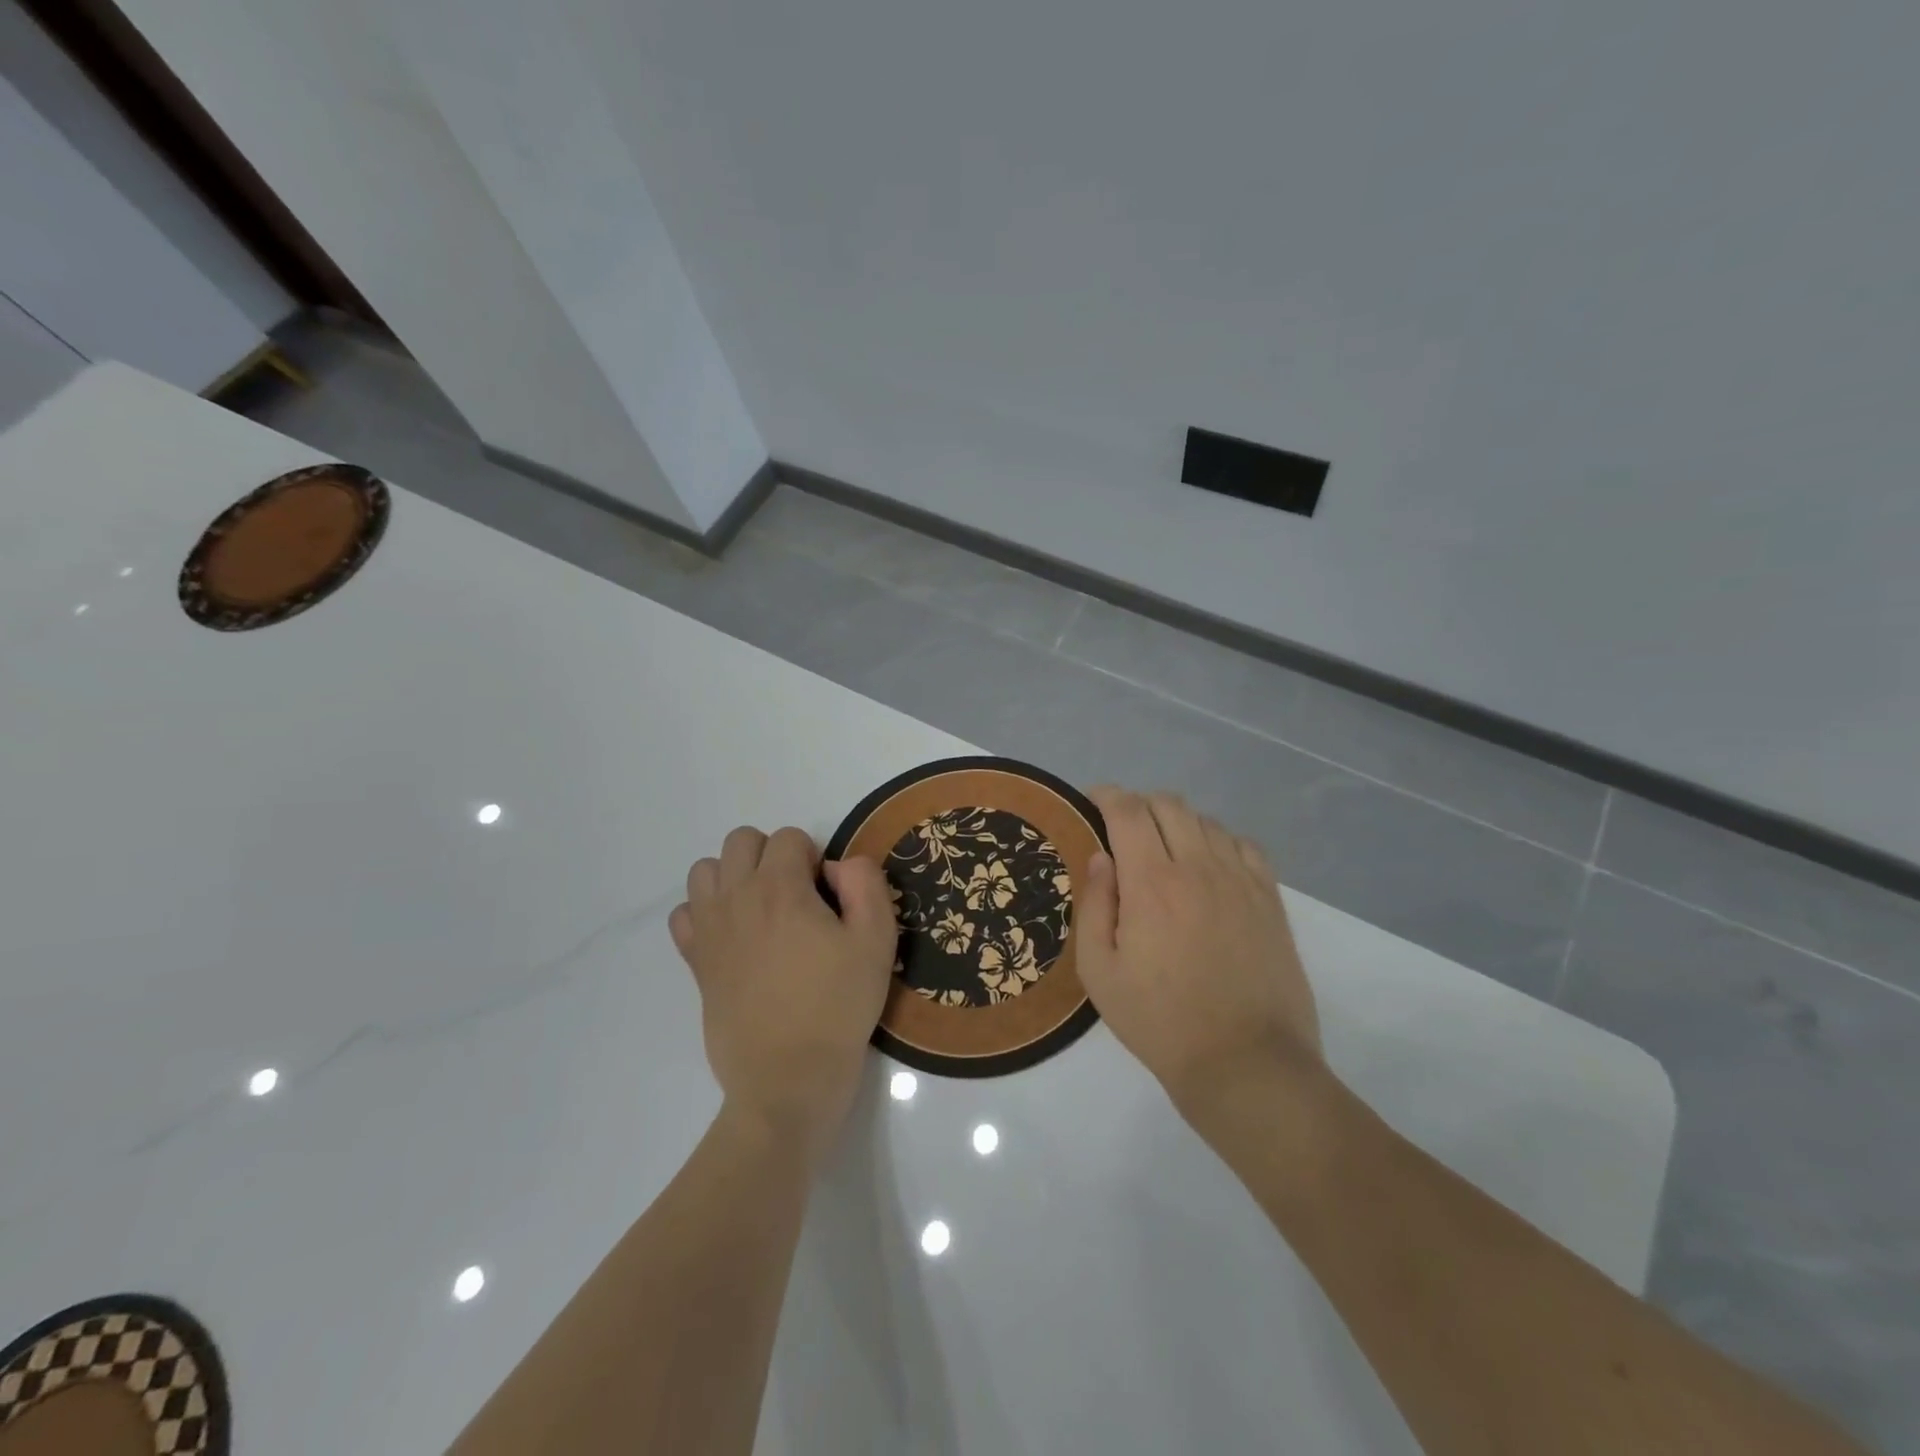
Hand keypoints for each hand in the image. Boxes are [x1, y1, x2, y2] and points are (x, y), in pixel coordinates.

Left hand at [670, 826, 896, 1165]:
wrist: (788, 1080)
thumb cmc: (838, 1008)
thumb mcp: (877, 941)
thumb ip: (865, 885)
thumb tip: (840, 865)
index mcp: (780, 889)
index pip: (789, 837)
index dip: (814, 859)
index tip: (827, 898)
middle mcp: (736, 898)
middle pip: (741, 841)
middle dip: (772, 855)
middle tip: (797, 897)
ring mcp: (709, 930)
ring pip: (706, 870)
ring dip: (734, 876)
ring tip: (762, 910)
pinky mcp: (695, 962)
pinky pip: (684, 913)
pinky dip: (705, 912)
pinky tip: (733, 936)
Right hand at [1076, 788, 1320, 1118]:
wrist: (1245, 1062)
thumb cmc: (1159, 1021)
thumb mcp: (1099, 972)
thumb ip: (1094, 905)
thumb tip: (1102, 858)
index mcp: (1151, 882)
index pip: (1128, 811)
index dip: (1107, 795)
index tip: (1093, 801)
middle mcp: (1198, 867)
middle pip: (1169, 805)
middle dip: (1140, 804)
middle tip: (1124, 829)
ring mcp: (1240, 880)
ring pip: (1206, 821)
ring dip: (1178, 822)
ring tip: (1165, 849)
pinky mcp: (1270, 899)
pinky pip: (1245, 845)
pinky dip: (1219, 840)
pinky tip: (1211, 864)